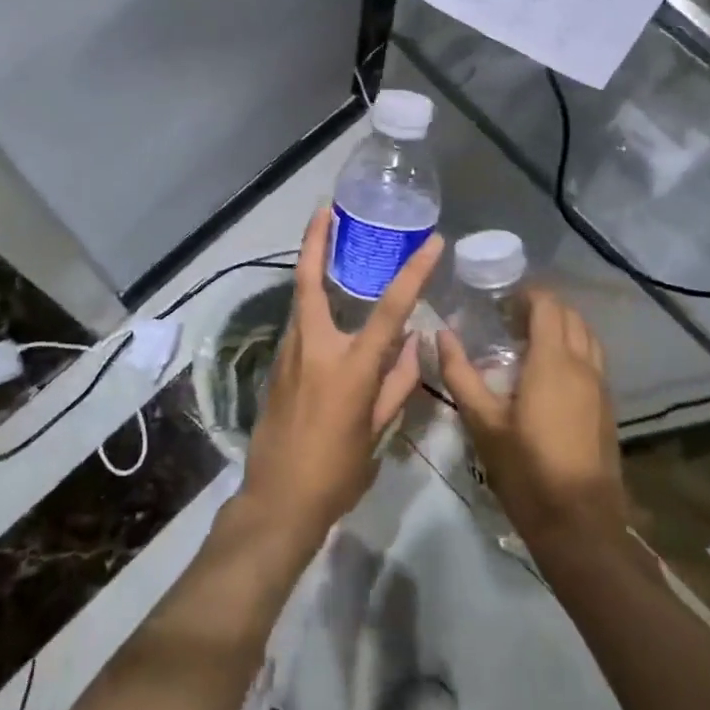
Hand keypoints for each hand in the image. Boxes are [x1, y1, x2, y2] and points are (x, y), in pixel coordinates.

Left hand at [241, 207, 443, 547]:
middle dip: (315, 241)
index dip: (414, 273)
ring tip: (329, 241)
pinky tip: (327, 304)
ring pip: (301, 299)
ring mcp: (289, 354)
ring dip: (312, 266)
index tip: (432, 243)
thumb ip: (397, 384)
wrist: (277, 501)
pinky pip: (299, 324)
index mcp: (350, 367)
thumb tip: (414, 344)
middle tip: (325, 208)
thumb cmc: (335, 473)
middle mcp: (315, 348)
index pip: (390, 309)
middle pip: (311, 281)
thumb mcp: (377, 432)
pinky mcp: (277, 365)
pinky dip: (312, 303)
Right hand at [438, 291, 629, 546]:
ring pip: (587, 337)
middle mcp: (583, 365)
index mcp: (554, 361)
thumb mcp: (483, 422)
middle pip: (571, 316)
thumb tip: (441, 334)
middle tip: (508, 318)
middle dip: (542, 307)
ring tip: (528, 341)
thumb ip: (460, 373)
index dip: (526, 294)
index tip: (499, 300)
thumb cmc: (526, 470)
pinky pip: (593, 360)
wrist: (580, 525)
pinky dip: (573, 349)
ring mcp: (601, 387)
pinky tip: (548, 374)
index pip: (548, 305)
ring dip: (561, 327)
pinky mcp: (607, 408)